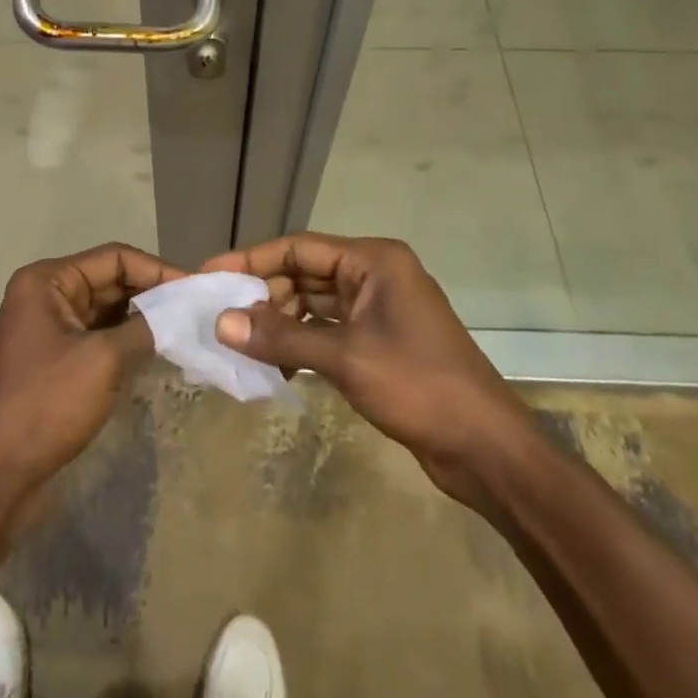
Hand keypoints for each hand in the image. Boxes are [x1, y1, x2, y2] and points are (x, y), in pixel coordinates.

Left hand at [0, 243, 183, 497]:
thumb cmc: (45, 405)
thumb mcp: (102, 361)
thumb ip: (145, 329)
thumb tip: (180, 314)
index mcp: (48, 281)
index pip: (114, 258)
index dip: (156, 270)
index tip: (195, 289)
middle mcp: (46, 295)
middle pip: (109, 281)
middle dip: (151, 294)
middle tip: (196, 309)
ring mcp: (48, 329)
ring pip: (106, 311)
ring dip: (142, 319)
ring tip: (185, 328)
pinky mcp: (54, 360)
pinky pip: (98, 337)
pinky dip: (126, 341)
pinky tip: (157, 351)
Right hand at [202, 234, 532, 498]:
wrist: (487, 449)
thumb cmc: (418, 386)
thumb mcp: (344, 358)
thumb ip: (281, 338)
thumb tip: (222, 323)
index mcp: (373, 261)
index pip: (299, 248)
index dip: (252, 259)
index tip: (211, 274)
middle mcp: (374, 275)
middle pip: (305, 274)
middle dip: (264, 295)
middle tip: (222, 317)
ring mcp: (379, 310)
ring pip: (314, 304)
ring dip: (280, 322)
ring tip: (241, 344)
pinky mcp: (379, 342)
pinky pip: (328, 330)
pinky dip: (300, 343)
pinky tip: (275, 364)